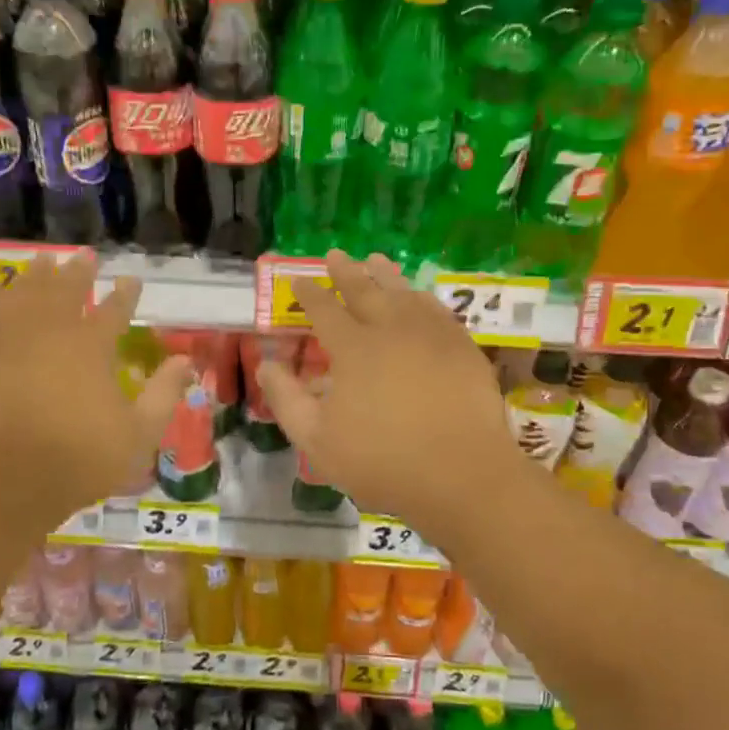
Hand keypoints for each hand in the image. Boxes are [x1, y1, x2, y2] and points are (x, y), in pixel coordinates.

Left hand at [0, 256, 190, 533]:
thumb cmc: (75, 460)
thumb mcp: (137, 436)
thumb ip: (164, 395)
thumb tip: (187, 362)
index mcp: (91, 346)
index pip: (115, 309)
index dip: (126, 294)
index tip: (131, 280)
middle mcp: (48, 329)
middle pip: (65, 289)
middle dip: (77, 271)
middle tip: (84, 257)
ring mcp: (4, 337)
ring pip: (21, 291)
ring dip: (34, 275)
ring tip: (42, 261)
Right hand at [255, 252, 531, 541]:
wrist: (460, 474)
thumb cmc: (381, 460)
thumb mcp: (316, 439)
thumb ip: (286, 399)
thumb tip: (266, 365)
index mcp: (353, 348)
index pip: (324, 310)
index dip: (308, 294)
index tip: (298, 280)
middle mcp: (391, 329)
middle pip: (364, 290)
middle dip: (346, 271)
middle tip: (335, 254)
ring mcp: (431, 335)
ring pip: (403, 293)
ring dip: (385, 275)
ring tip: (375, 260)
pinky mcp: (462, 347)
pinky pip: (437, 310)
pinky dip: (422, 297)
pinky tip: (419, 296)